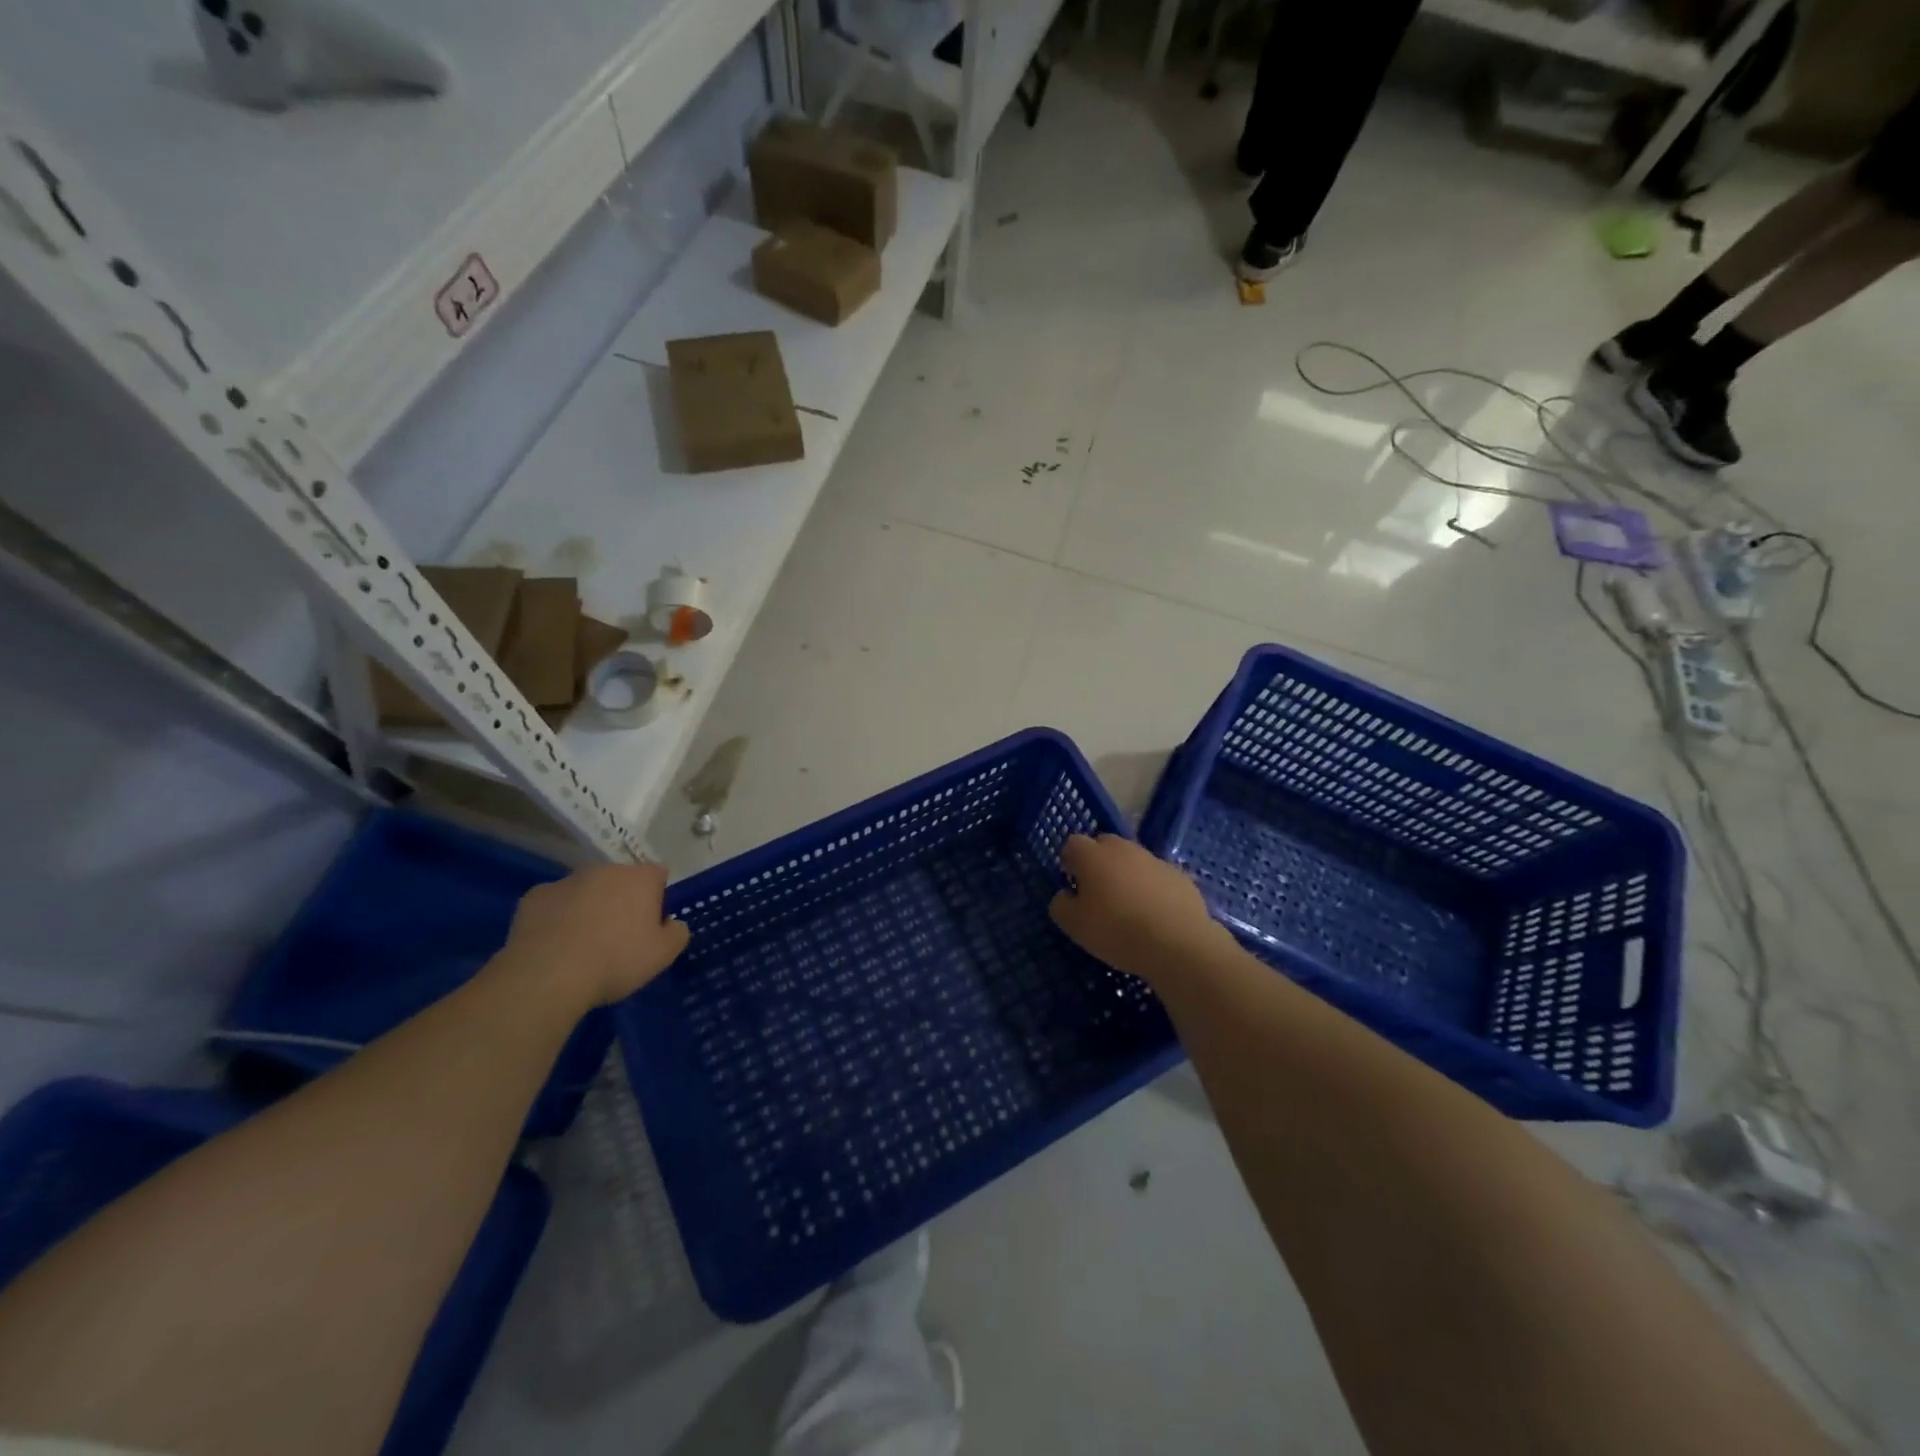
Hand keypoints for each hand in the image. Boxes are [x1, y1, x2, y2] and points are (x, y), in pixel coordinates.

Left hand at [500, 862, 689, 1008]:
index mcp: (640, 878)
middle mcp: (605, 870)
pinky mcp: (534, 897)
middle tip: (619, 936)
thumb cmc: (616, 960)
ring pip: (586, 890)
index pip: (658, 874)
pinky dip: (557, 917)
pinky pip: (554, 903)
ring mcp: (566, 880)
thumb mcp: (663, 954)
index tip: (652, 924)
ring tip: (583, 944)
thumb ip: (677, 932)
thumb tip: (672, 923)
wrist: (548, 975)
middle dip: (622, 900)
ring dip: (589, 907)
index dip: (658, 897)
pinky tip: (555, 945)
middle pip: (620, 880)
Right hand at [1049, 834, 1224, 984]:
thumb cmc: (1117, 930)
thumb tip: (1066, 895)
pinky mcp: (1179, 875)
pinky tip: (1154, 915)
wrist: (1178, 943)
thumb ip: (1061, 905)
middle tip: (1098, 893)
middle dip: (1098, 862)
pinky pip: (1156, 876)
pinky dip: (1151, 888)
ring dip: (1126, 874)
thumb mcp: (1074, 926)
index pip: (1072, 844)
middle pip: (1104, 845)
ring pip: (1132, 860)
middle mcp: (1123, 848)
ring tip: (1128, 907)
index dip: (1069, 862)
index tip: (1072, 885)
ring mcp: (1154, 859)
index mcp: (1093, 855)